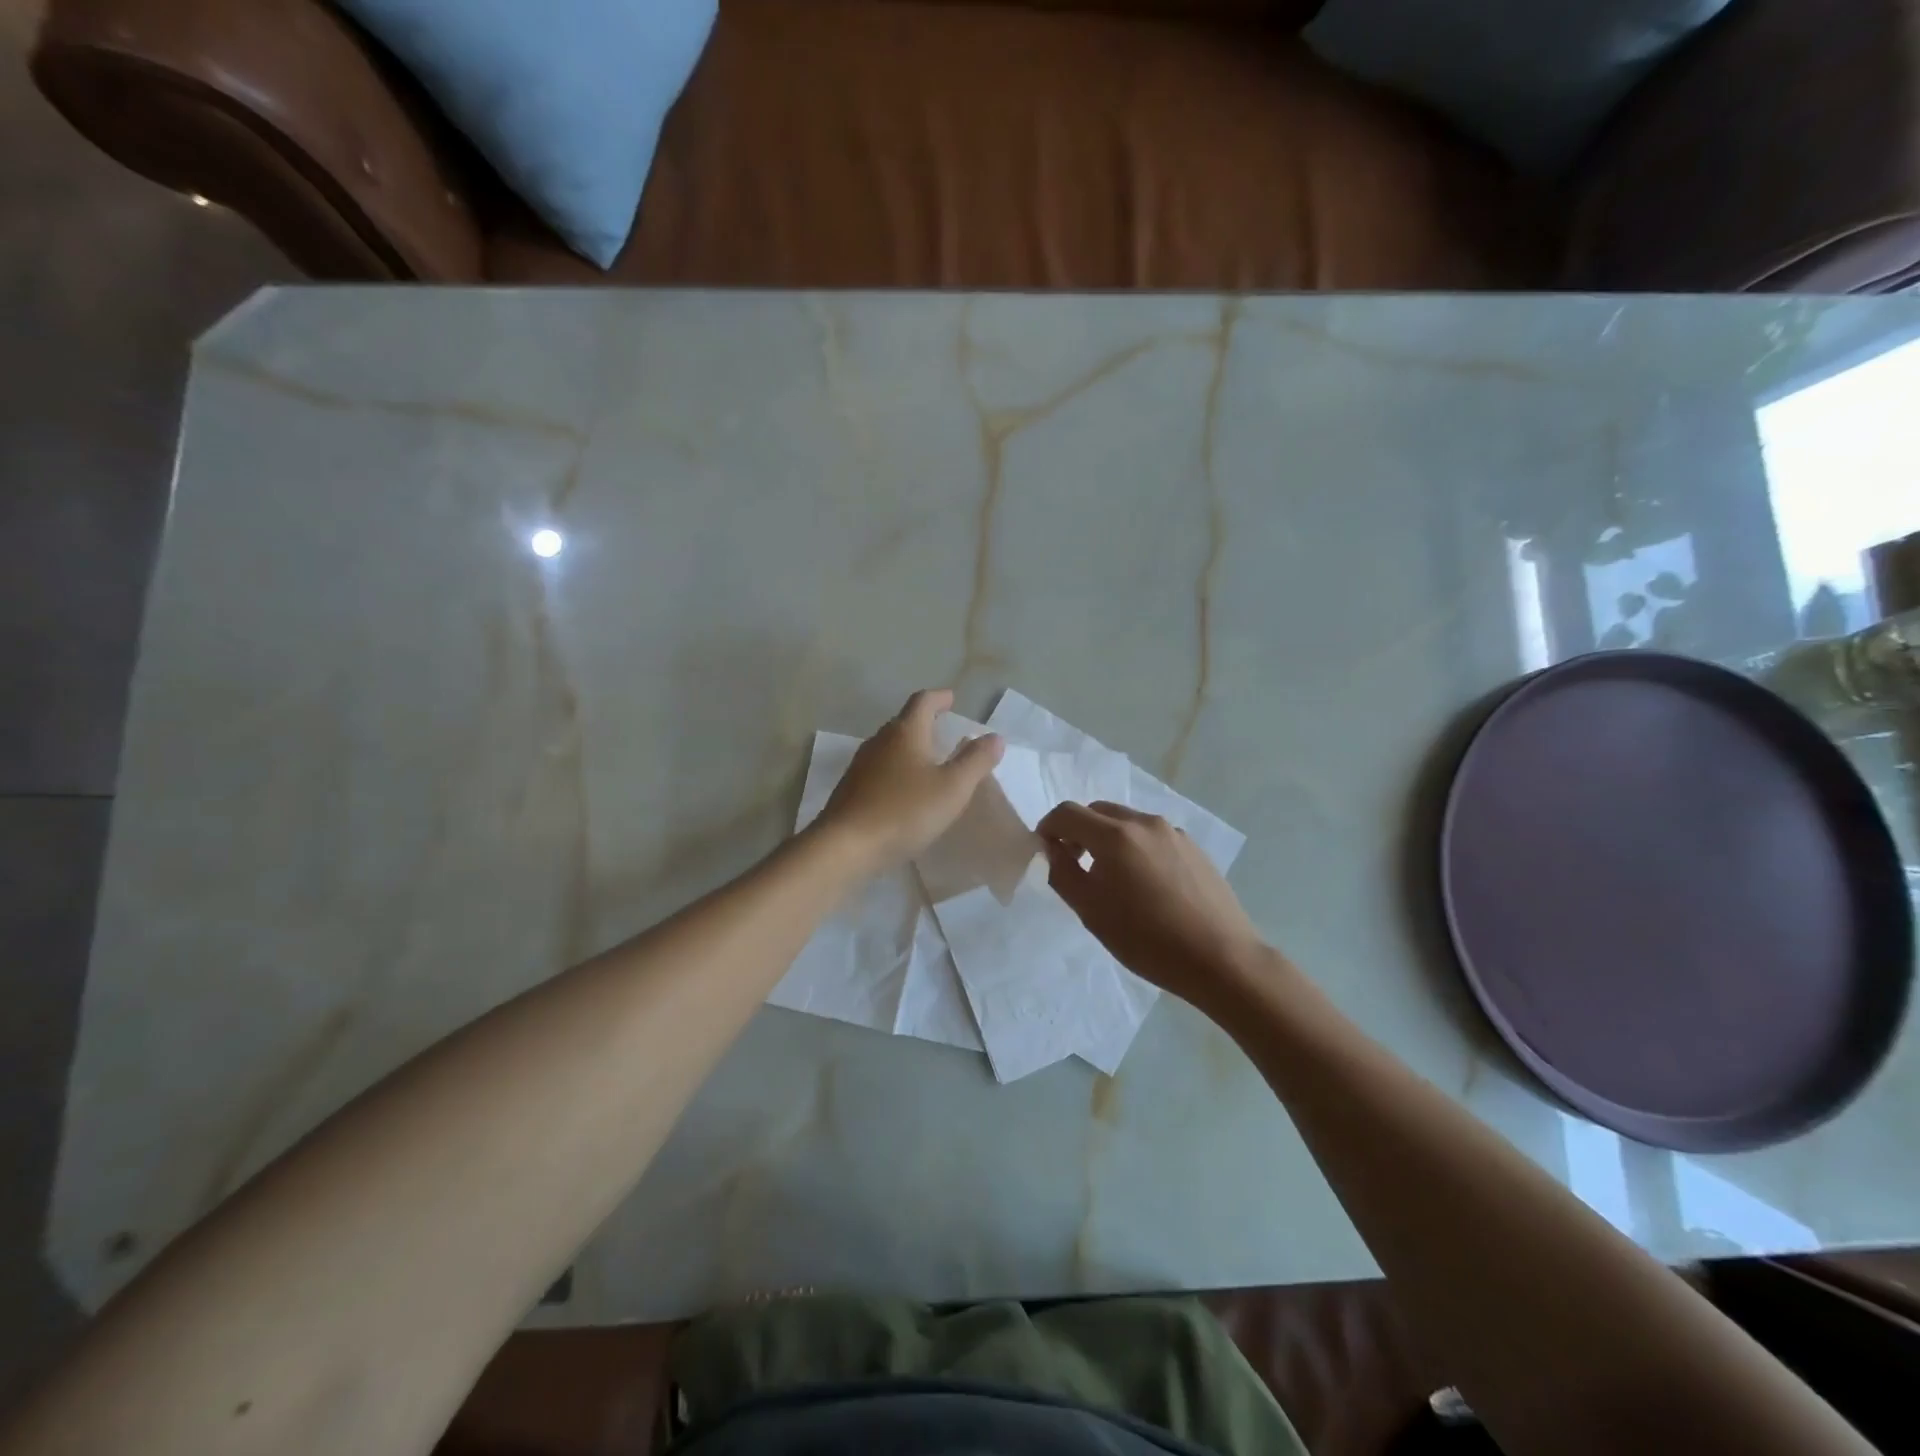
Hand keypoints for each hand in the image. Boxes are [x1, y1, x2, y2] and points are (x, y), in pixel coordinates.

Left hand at [818, 689, 1004, 872]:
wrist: (845, 846)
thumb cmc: (904, 811)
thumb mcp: (952, 787)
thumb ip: (976, 760)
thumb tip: (995, 736)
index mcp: (905, 733)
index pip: (923, 702)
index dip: (939, 698)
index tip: (951, 698)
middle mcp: (879, 742)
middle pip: (903, 722)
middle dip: (924, 723)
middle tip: (944, 731)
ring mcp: (860, 766)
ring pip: (889, 747)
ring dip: (909, 748)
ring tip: (928, 762)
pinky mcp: (850, 790)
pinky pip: (879, 771)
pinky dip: (896, 772)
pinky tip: (905, 792)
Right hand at [1039, 800, 1267, 1008]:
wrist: (1220, 958)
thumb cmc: (1147, 940)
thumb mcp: (1091, 911)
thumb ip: (1063, 873)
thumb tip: (1053, 848)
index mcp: (1114, 835)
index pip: (1067, 813)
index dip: (1049, 827)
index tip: (1046, 851)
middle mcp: (1144, 822)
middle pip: (1098, 811)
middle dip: (1078, 830)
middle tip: (1074, 864)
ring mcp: (1173, 833)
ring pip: (1127, 822)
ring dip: (1108, 838)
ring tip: (1112, 877)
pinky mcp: (1194, 847)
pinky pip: (1152, 837)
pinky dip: (1136, 848)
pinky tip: (1146, 885)